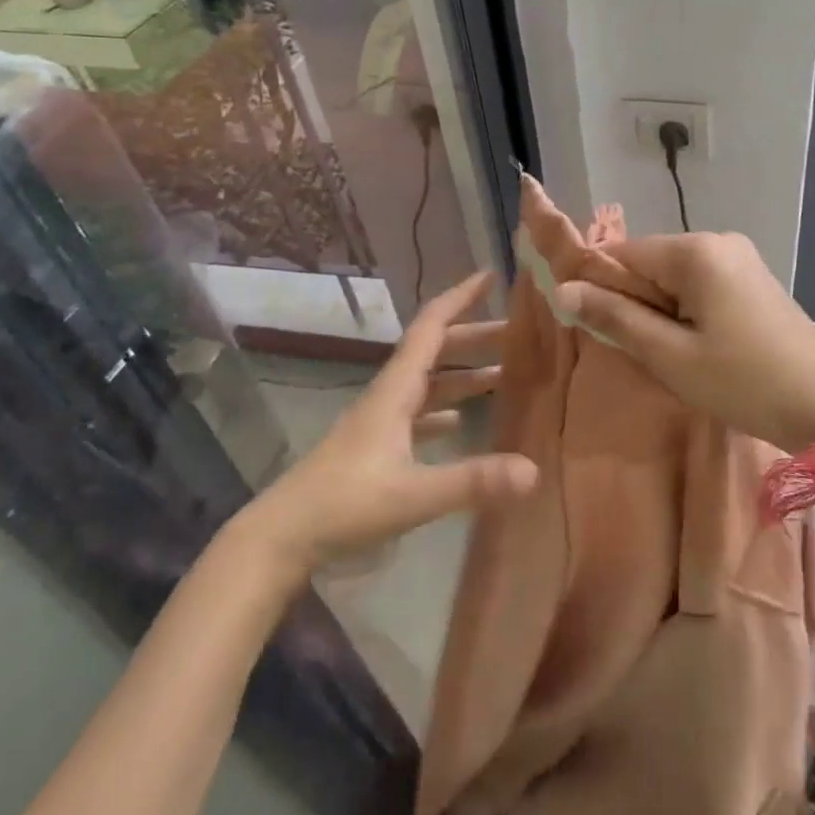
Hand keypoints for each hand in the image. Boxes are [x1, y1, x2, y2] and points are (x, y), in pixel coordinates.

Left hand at [239, 272, 537, 569]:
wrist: (281, 538)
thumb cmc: (344, 504)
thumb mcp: (413, 495)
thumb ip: (472, 482)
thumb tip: (534, 470)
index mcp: (395, 390)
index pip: (431, 327)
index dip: (460, 298)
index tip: (490, 276)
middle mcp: (388, 396)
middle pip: (434, 351)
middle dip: (474, 337)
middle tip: (516, 333)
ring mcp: (379, 422)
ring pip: (428, 383)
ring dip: (463, 373)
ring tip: (504, 373)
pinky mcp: (374, 448)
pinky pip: (417, 415)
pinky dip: (443, 409)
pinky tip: (459, 422)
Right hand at [555, 233, 814, 453]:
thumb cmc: (744, 382)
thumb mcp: (670, 356)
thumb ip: (615, 317)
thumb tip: (563, 290)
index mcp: (697, 251)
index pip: (623, 253)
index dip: (600, 286)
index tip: (593, 326)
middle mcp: (718, 241)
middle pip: (651, 263)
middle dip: (635, 302)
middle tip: (642, 351)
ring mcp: (741, 258)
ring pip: (675, 277)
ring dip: (660, 311)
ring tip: (671, 355)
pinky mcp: (753, 280)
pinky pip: (701, 285)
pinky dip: (686, 312)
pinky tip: (697, 347)